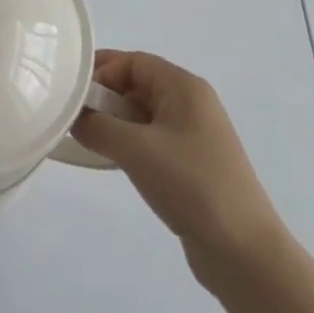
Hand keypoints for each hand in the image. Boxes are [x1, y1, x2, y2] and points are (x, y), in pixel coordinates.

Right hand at [72, 50, 283, 287]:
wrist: (243, 252)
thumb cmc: (190, 185)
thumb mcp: (135, 149)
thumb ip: (97, 126)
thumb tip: (75, 118)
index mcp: (184, 87)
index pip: (133, 61)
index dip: (101, 70)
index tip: (70, 90)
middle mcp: (191, 103)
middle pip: (138, 84)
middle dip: (104, 96)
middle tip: (71, 115)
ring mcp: (194, 135)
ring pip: (142, 114)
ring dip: (114, 122)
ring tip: (85, 139)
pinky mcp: (192, 164)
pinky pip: (151, 139)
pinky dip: (128, 143)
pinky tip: (110, 160)